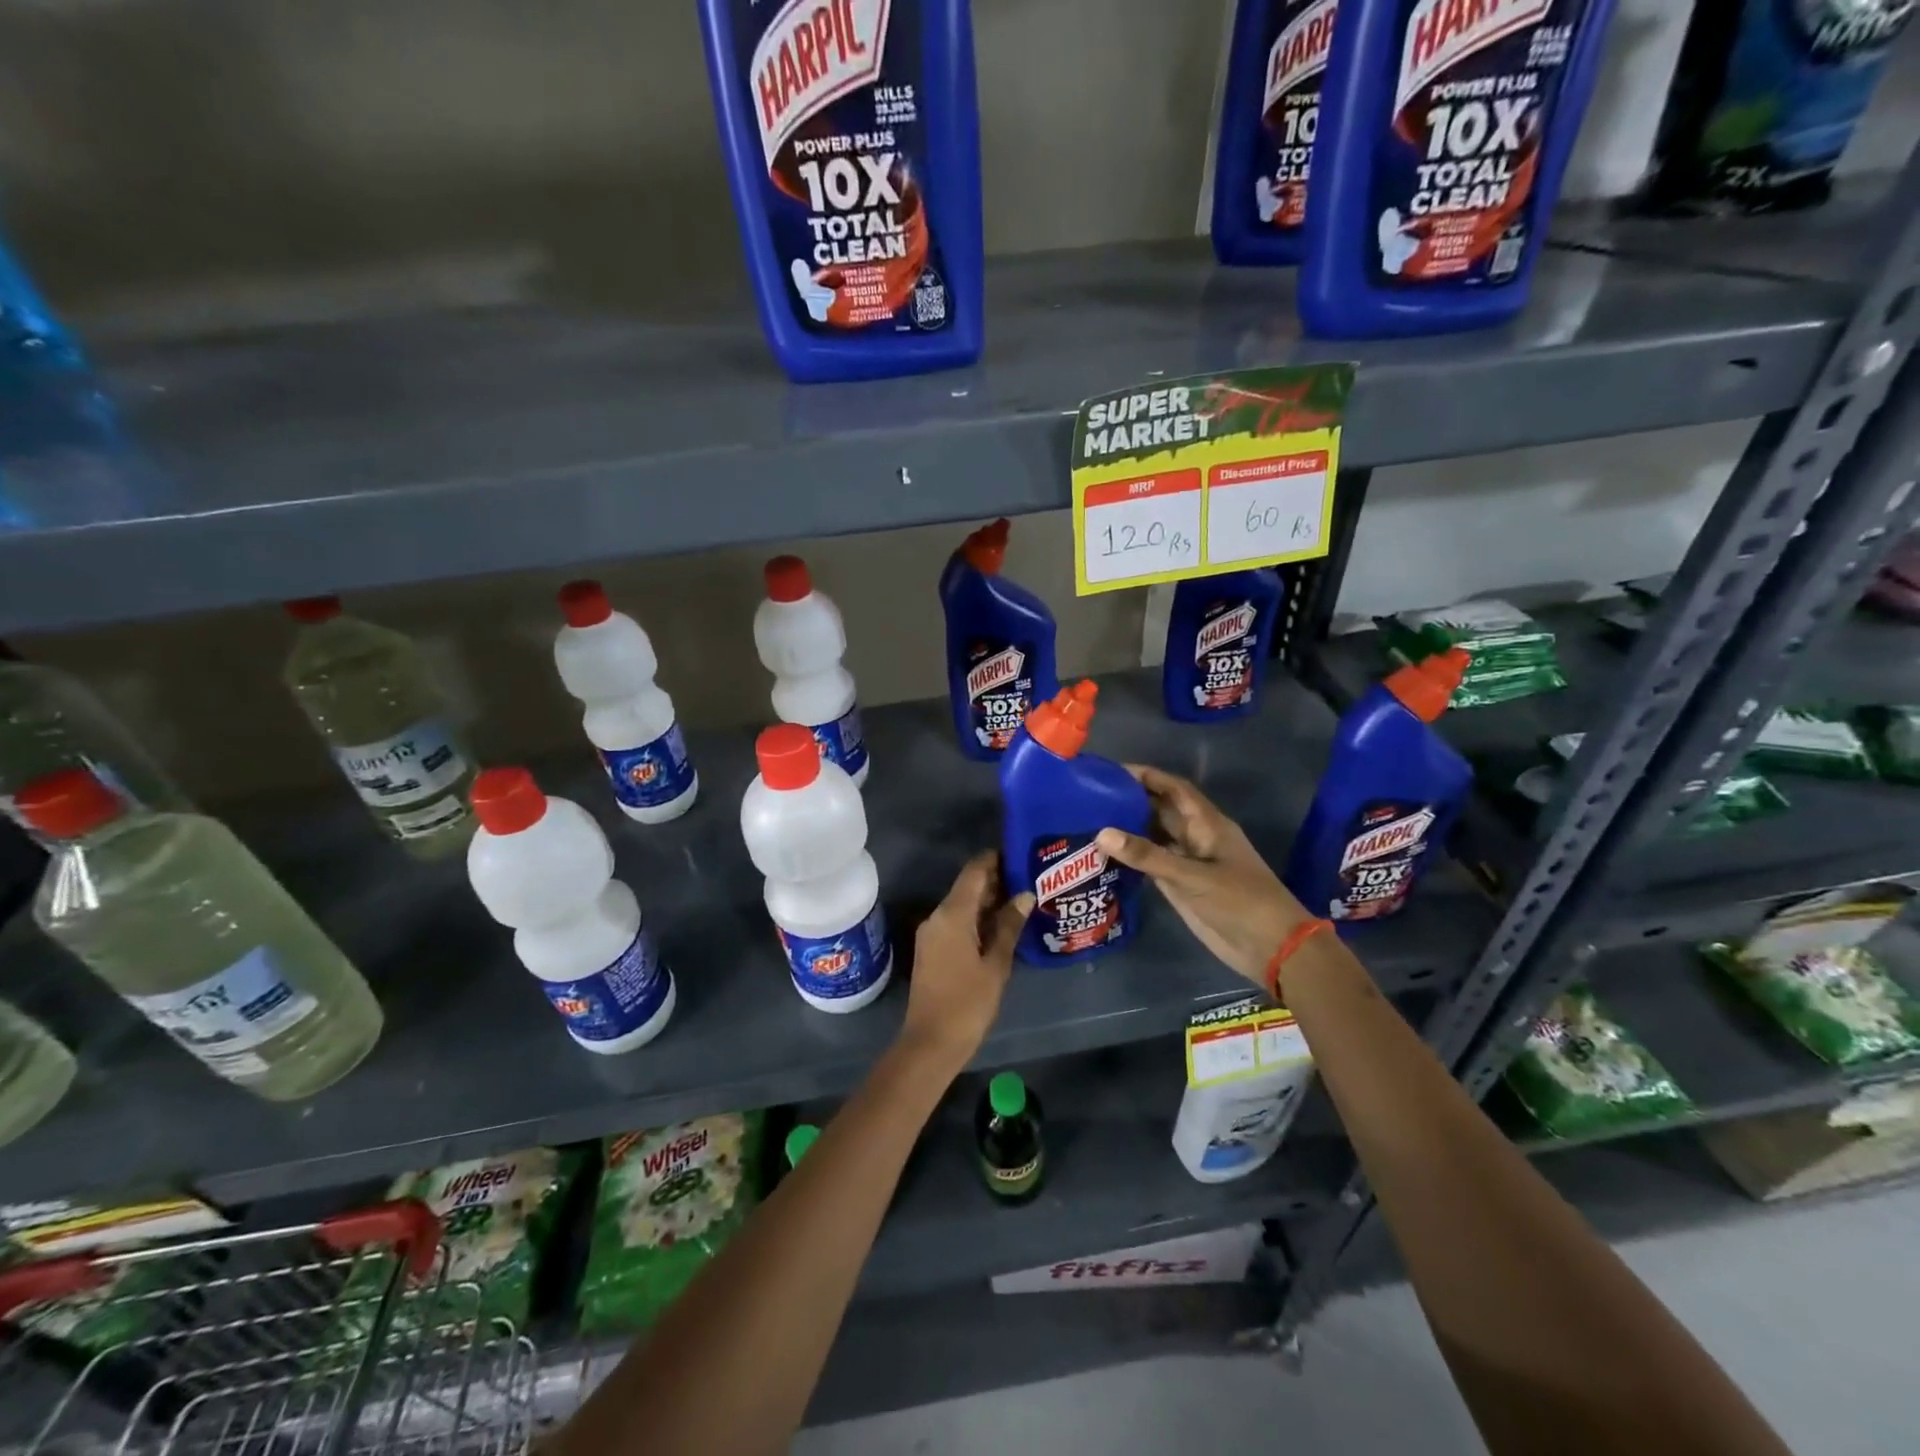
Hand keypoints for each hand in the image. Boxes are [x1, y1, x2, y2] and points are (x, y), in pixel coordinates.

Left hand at [901, 851, 1033, 1074]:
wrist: (930, 1043)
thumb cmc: (967, 1003)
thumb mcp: (996, 964)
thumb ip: (1009, 927)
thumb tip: (1024, 895)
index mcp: (952, 914)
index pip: (974, 871)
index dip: (995, 859)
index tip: (1020, 854)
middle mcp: (937, 916)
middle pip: (967, 886)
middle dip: (996, 880)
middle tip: (1029, 878)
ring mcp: (931, 933)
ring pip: (962, 905)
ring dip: (988, 901)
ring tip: (1022, 899)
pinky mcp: (932, 949)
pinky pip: (956, 922)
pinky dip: (977, 918)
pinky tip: (1002, 925)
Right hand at [1096, 764, 1309, 985]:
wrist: (1270, 947)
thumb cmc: (1240, 901)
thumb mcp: (1193, 876)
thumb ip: (1147, 856)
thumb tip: (1101, 833)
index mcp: (1207, 824)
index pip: (1174, 789)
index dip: (1148, 777)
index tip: (1113, 771)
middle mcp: (1195, 838)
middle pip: (1160, 811)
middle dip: (1130, 801)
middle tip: (1090, 797)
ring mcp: (1187, 863)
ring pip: (1153, 838)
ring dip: (1127, 830)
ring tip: (1089, 822)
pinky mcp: (1180, 886)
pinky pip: (1151, 864)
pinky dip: (1130, 858)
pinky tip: (1104, 856)